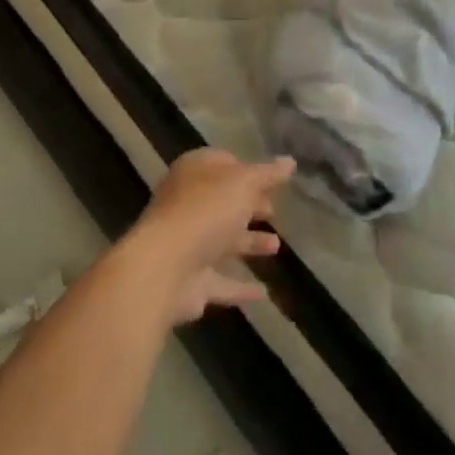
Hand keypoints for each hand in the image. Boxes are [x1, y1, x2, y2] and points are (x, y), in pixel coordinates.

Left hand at [127, 149, 293, 324]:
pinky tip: (264, 294)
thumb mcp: (242, 183)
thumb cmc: (205, 211)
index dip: (247, 169)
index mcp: (194, 173)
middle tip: (274, 212)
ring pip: (222, 240)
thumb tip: (289, 161)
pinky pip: (221, 281)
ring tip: (276, 246)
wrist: (164, 268)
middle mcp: (187, 204)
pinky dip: (241, 286)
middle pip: (223, 202)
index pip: (222, 163)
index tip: (271, 180)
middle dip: (249, 206)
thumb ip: (266, 174)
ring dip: (248, 242)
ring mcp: (187, 244)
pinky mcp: (191, 281)